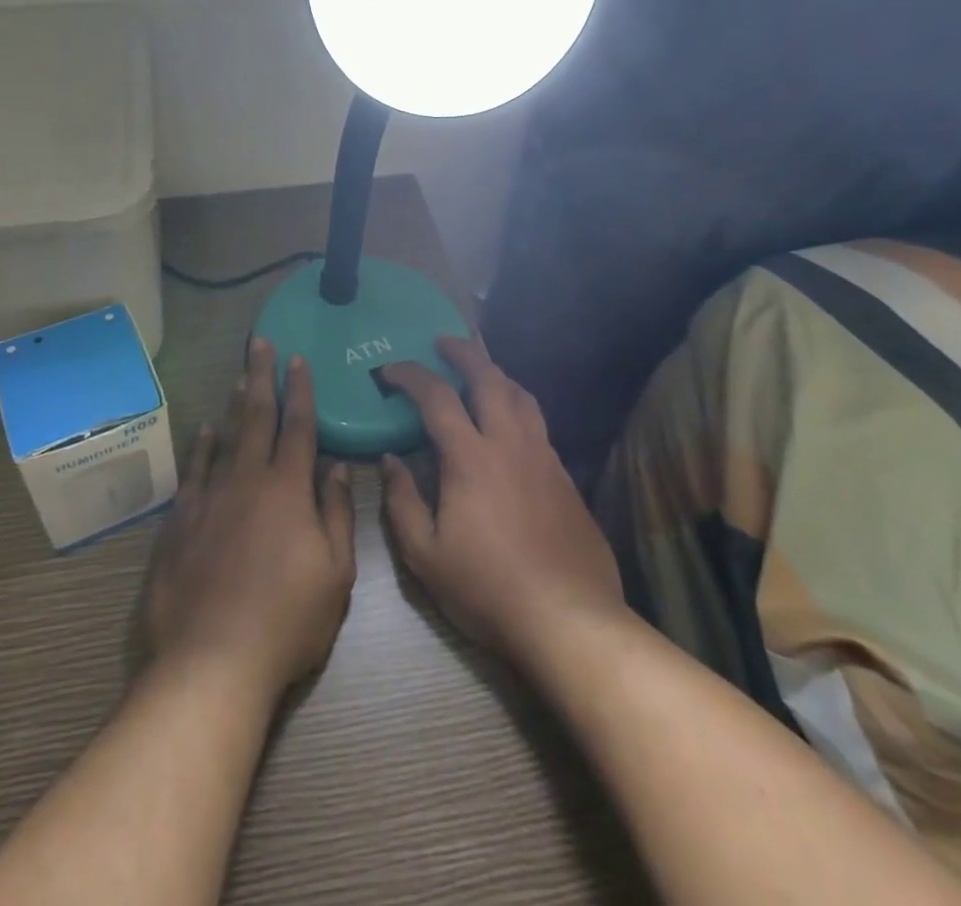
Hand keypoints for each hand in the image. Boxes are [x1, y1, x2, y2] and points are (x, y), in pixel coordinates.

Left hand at [143, 339, 355, 695]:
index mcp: (288, 490)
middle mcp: (247, 480)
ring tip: (239, 376)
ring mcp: (210, 496)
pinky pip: (193, 470)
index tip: (298, 359)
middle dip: (262, 376)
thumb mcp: (335, 574)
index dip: (301, 391)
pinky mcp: (180, 519)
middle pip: (257, 417)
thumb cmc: (287, 621)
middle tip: (261, 342)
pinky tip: (203, 430)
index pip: (298, 427)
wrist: (213, 659)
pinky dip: (200, 445)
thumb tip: (334, 466)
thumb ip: (335, 513)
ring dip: (233, 403)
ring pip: (223, 436)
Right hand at [380, 337, 626, 668]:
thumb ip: (402, 501)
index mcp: (471, 457)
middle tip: (444, 340)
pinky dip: (518, 408)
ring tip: (480, 371)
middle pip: (489, 378)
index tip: (391, 370)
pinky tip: (510, 426)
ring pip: (521, 396)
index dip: (411, 375)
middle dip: (463, 352)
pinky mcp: (566, 478)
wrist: (570, 620)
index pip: (437, 397)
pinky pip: (538, 425)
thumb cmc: (487, 588)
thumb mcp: (425, 555)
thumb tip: (392, 459)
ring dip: (496, 374)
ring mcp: (544, 458)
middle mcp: (509, 444)